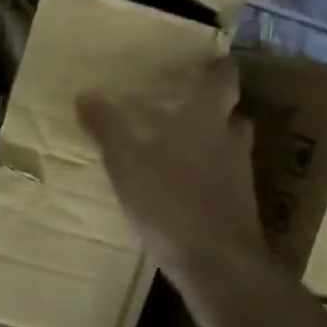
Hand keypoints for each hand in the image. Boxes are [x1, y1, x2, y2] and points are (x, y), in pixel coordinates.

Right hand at [78, 60, 271, 286]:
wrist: (219, 264)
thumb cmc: (171, 202)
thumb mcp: (126, 163)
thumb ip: (107, 128)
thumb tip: (86, 95)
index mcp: (206, 120)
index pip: (222, 80)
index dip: (217, 68)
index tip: (205, 62)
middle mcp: (230, 141)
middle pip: (232, 114)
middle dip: (214, 109)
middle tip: (187, 107)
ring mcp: (240, 177)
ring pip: (231, 148)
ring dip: (214, 143)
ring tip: (182, 148)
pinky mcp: (240, 208)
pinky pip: (227, 180)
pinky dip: (211, 177)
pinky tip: (186, 189)